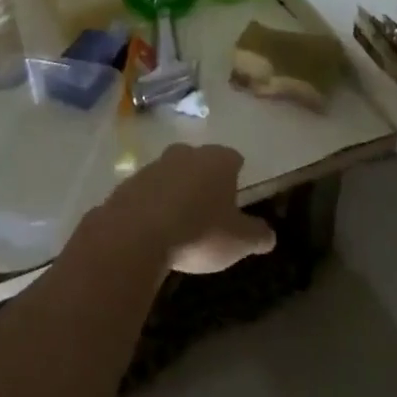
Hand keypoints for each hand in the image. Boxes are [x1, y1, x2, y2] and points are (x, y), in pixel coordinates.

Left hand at [95, 143, 275, 274]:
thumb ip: (257, 235)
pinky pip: (146, 192)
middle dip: (204, 178)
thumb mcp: (238, 241)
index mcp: (217, 160)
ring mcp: (153, 166)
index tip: (237, 193)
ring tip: (180, 221)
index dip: (237, 174)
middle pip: (200, 161)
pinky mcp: (127, 184)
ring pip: (171, 174)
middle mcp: (185, 154)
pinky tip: (153, 228)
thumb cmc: (198, 232)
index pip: (234, 158)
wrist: (134, 235)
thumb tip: (270, 235)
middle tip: (209, 206)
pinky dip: (151, 204)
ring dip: (175, 191)